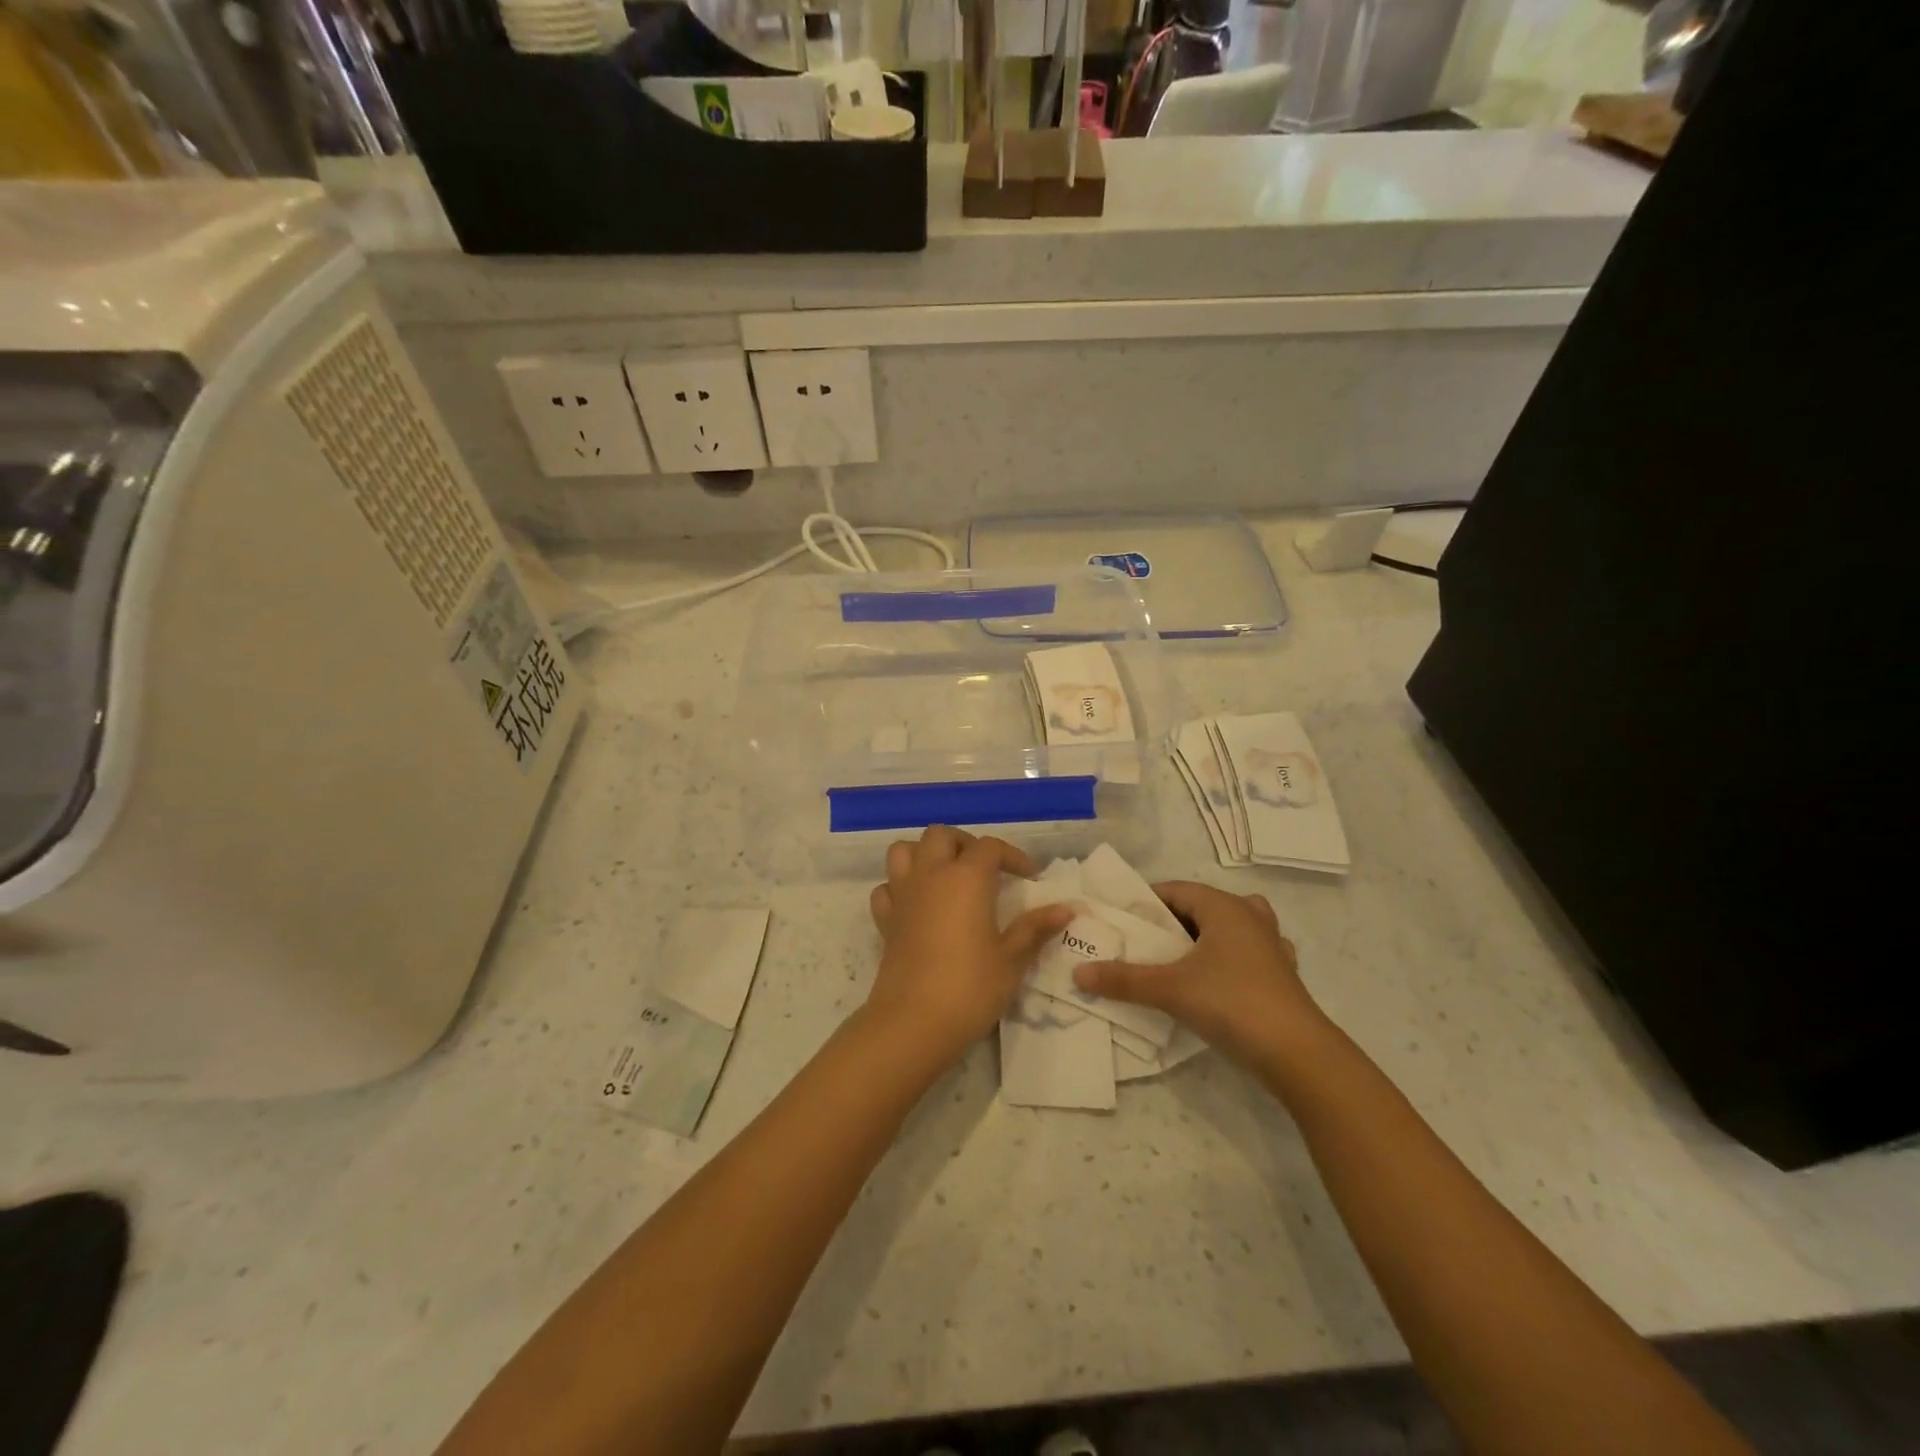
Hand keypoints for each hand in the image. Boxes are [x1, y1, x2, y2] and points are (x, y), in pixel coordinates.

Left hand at [863, 827, 1074, 1072]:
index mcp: (966, 877)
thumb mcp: (1011, 959)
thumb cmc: (970, 987)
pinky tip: (916, 906)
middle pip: (941, 835)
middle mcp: (931, 875)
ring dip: (924, 855)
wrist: (914, 1022)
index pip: (990, 846)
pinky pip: (887, 888)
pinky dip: (899, 888)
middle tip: (985, 870)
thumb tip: (1066, 909)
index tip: (1028, 878)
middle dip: (964, 844)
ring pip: (904, 850)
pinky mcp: (885, 920)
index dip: (1012, 856)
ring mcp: (902, 895)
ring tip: (946, 876)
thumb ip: (1035, 929)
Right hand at [1071, 881, 1330, 1070]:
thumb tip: (1078, 972)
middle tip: (1140, 943)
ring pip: (1228, 928)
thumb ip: (1123, 979)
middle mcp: (1250, 916)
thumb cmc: (1232, 1003)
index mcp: (1224, 907)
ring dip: (1202, 939)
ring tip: (1176, 960)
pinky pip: (1246, 954)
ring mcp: (1271, 945)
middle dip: (1170, 922)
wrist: (1299, 1055)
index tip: (1120, 919)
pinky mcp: (1282, 975)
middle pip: (1201, 907)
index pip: (1176, 889)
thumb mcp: (1169, 989)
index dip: (1146, 901)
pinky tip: (1214, 982)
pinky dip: (1227, 961)